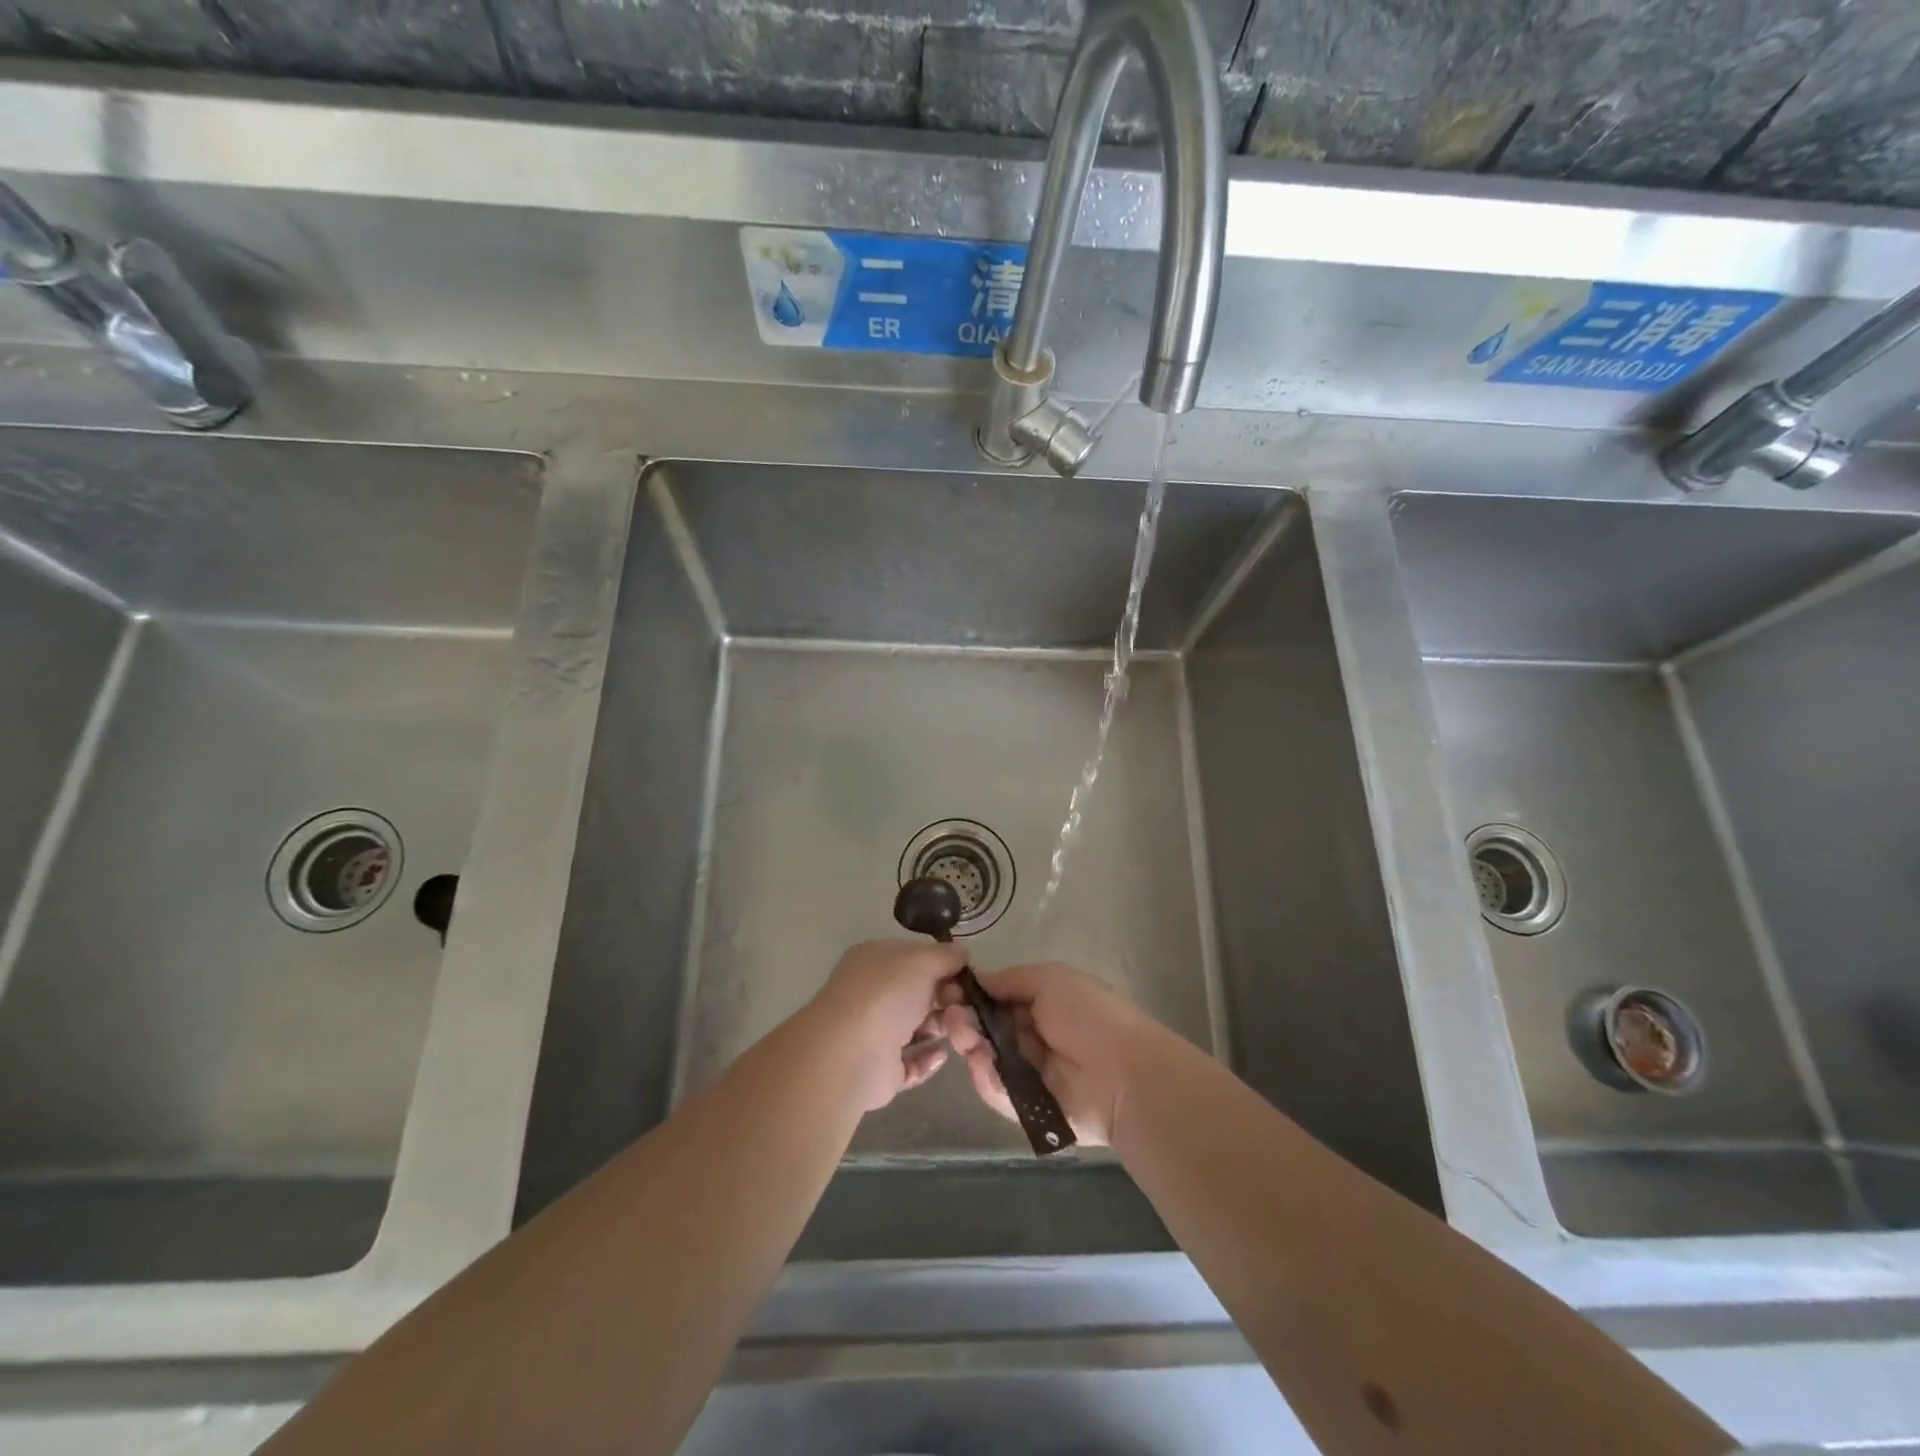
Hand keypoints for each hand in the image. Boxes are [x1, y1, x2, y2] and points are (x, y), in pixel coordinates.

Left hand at [809, 938, 969, 1110]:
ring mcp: (875, 1033)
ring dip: (941, 1027)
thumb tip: (962, 953)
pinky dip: (928, 1059)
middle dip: (946, 997)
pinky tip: (943, 1054)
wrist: (850, 1054)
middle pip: (919, 992)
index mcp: (875, 961)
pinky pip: (911, 1062)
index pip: (914, 956)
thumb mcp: (921, 961)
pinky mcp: (881, 1070)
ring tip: (962, 1030)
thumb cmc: (886, 995)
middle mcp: (873, 994)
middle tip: (968, 1005)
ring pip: (917, 1027)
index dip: (942, 963)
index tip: (968, 974)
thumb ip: (945, 956)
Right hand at [939, 962, 1159, 1146]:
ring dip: (969, 1045)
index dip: (969, 996)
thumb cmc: (1088, 1015)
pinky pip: (997, 1091)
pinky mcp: (1027, 1108)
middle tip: (949, 1016)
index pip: (995, 999)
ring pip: (986, 1059)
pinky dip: (985, 1077)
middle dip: (963, 1020)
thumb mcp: (1050, 979)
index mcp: (1040, 1004)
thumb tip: (977, 980)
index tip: (947, 991)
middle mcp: (1031, 1036)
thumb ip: (1010, 980)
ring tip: (962, 1036)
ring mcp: (1028, 1073)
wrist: (1123, 1074)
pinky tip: (980, 1061)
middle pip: (985, 1029)